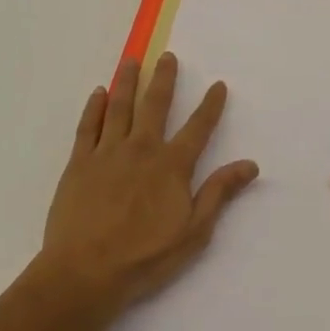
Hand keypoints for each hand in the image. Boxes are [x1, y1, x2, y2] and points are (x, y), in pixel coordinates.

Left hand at [40, 52, 258, 313]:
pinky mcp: (79, 163)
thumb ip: (219, 193)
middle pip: (155, 104)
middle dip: (164, 78)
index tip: (218, 85)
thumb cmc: (144, 258)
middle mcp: (141, 149)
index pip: (198, 128)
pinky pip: (88, 126)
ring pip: (120, 106)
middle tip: (168, 57)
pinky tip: (98, 93)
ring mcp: (107, 152)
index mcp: (171, 165)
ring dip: (127, 81)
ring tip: (132, 60)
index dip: (210, 105)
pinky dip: (94, 107)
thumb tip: (250, 165)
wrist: (84, 273)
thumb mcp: (193, 232)